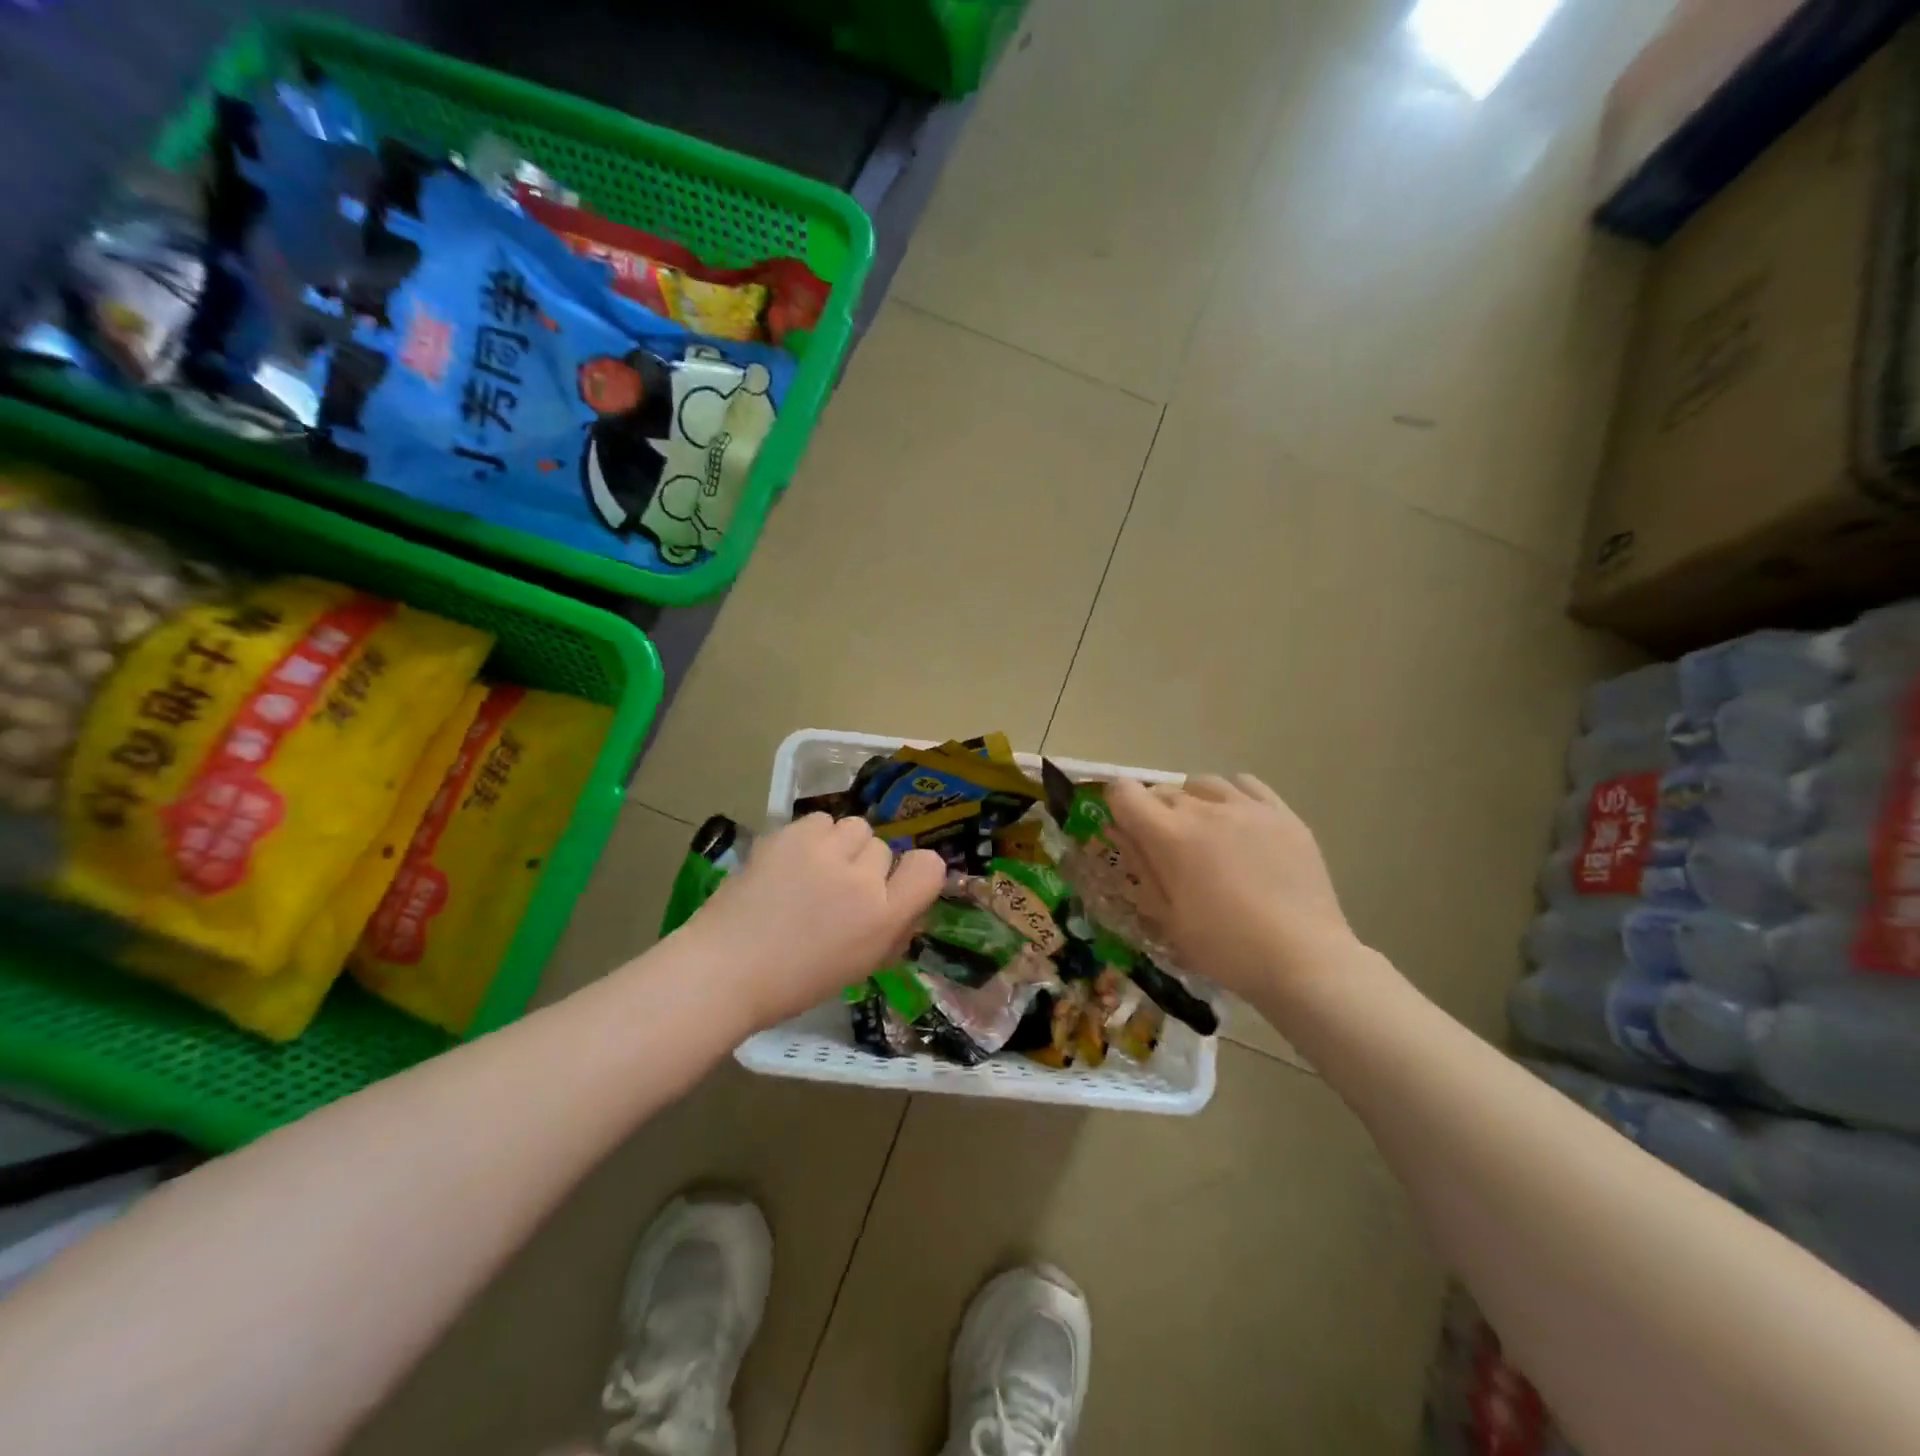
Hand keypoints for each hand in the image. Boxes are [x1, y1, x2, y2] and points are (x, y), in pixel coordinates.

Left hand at [679, 814, 946, 1029]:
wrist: (726, 969)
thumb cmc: (795, 981)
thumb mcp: (860, 965)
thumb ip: (891, 930)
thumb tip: (904, 903)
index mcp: (883, 917)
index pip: (929, 867)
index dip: (916, 870)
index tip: (895, 883)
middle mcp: (861, 879)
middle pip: (883, 847)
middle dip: (866, 865)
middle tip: (837, 888)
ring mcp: (824, 852)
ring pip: (853, 827)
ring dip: (841, 845)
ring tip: (813, 868)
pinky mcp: (790, 835)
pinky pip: (820, 821)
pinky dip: (811, 836)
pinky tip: (791, 860)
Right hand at [1106, 774, 1358, 997]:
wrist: (1304, 960)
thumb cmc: (1225, 947)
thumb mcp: (1168, 917)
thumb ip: (1141, 866)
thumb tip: (1120, 830)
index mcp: (1170, 836)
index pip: (1125, 793)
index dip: (1116, 805)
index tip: (1124, 827)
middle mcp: (1205, 809)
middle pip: (1163, 791)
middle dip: (1153, 812)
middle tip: (1164, 848)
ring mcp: (1247, 807)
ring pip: (1202, 784)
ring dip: (1191, 801)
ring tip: (1202, 831)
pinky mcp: (1282, 813)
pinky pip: (1245, 784)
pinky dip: (1230, 796)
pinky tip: (1236, 822)